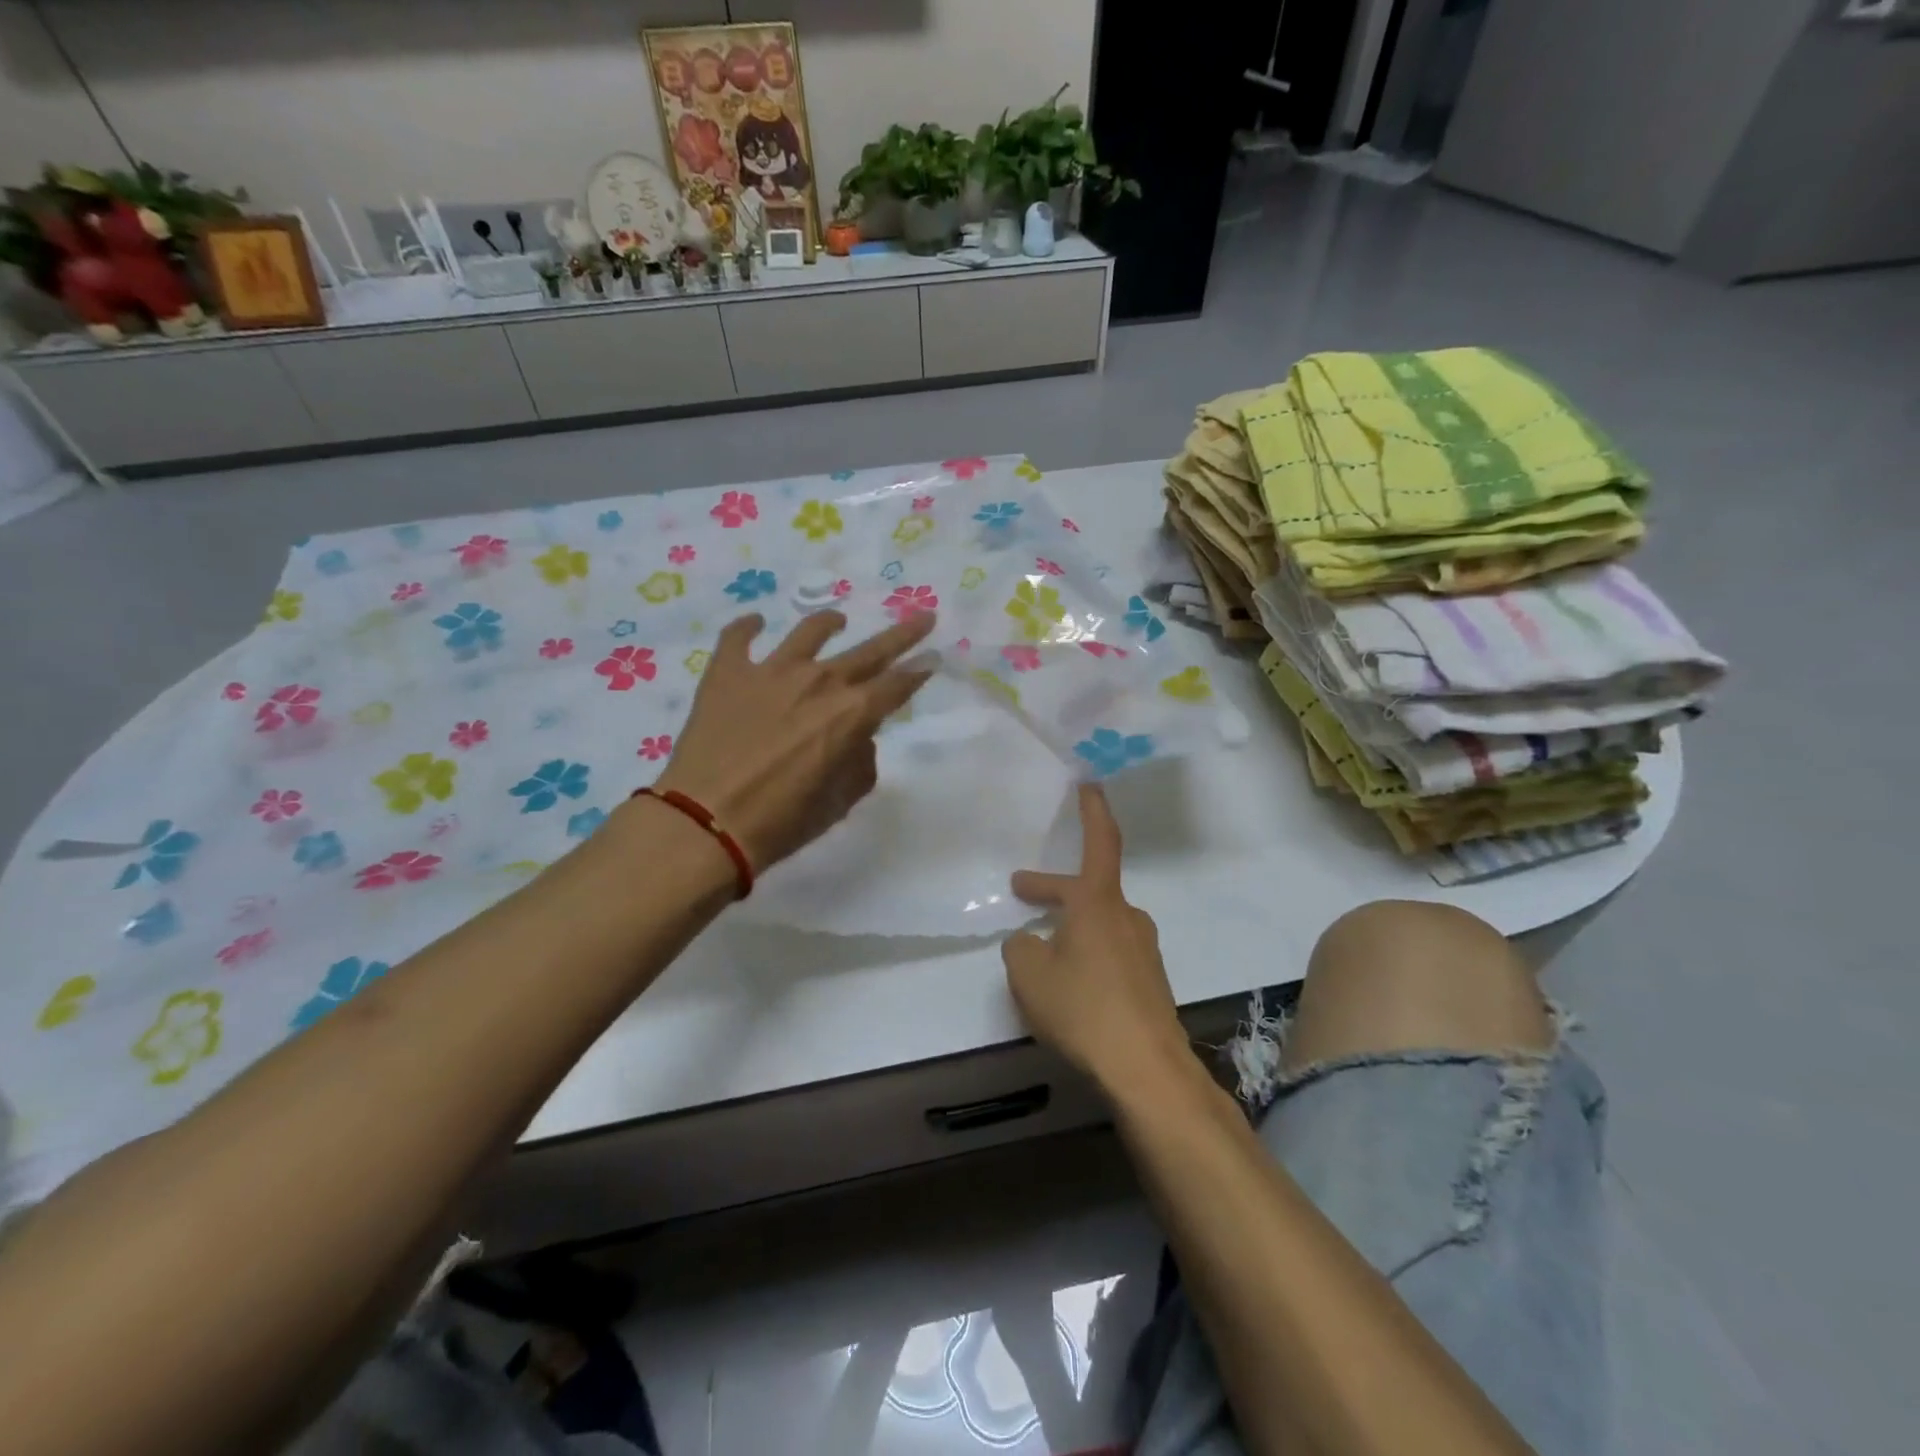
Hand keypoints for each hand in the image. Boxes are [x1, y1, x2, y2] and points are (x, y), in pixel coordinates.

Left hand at [652, 610, 936, 873]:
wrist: (705, 822)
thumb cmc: (781, 821)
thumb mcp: (839, 802)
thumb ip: (859, 763)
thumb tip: (856, 738)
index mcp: (851, 714)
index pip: (897, 685)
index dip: (919, 672)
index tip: (935, 657)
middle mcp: (819, 681)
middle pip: (870, 651)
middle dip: (902, 635)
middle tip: (922, 617)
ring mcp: (771, 671)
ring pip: (809, 632)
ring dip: (829, 623)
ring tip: (838, 620)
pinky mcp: (728, 672)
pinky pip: (739, 637)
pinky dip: (748, 628)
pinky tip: (755, 623)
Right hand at [1002, 785, 1190, 1090]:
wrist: (1147, 1070)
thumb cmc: (1084, 1008)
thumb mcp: (1029, 974)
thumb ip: (1020, 948)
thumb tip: (1030, 941)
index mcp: (1099, 903)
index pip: (1100, 842)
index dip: (1093, 810)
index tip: (1090, 782)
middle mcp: (1126, 918)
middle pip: (1087, 891)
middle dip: (1052, 891)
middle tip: (1022, 890)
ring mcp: (1143, 951)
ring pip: (1098, 925)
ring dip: (1070, 928)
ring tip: (1039, 952)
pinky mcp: (1149, 983)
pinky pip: (1110, 955)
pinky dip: (1086, 956)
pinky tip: (1070, 987)